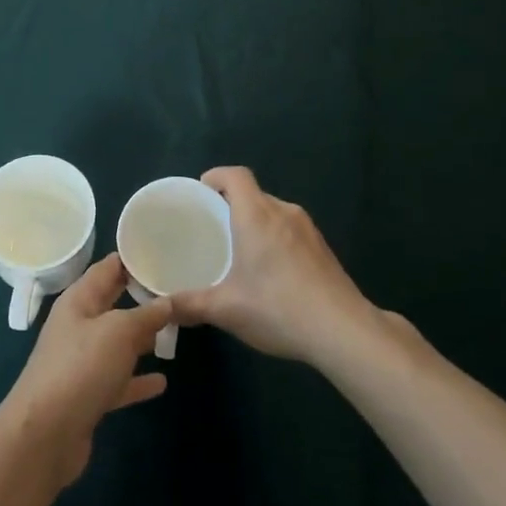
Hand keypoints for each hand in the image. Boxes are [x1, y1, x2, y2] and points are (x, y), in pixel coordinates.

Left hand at [0, 254, 171, 487]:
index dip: (130, 258)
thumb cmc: (81, 367)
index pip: (106, 269)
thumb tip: (167, 301)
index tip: (160, 250)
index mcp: (78, 301)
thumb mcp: (118, 331)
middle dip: (140, 297)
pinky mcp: (88, 396)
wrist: (45, 435)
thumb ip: (145, 315)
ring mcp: (82, 363)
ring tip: (174, 330)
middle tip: (175, 288)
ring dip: (141, 338)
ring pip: (117, 343)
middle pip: (112, 304)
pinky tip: (161, 382)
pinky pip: (118, 380)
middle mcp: (78, 327)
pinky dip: (138, 380)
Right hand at [170, 166, 374, 366]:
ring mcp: (308, 229)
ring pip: (274, 212)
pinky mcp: (323, 248)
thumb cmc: (278, 308)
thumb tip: (162, 308)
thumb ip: (190, 305)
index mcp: (256, 215)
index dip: (216, 176)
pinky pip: (290, 230)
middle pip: (253, 194)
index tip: (201, 192)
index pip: (235, 175)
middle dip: (231, 204)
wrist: (343, 330)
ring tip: (239, 252)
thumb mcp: (226, 309)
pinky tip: (271, 273)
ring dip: (255, 223)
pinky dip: (275, 239)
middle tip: (212, 230)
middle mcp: (283, 212)